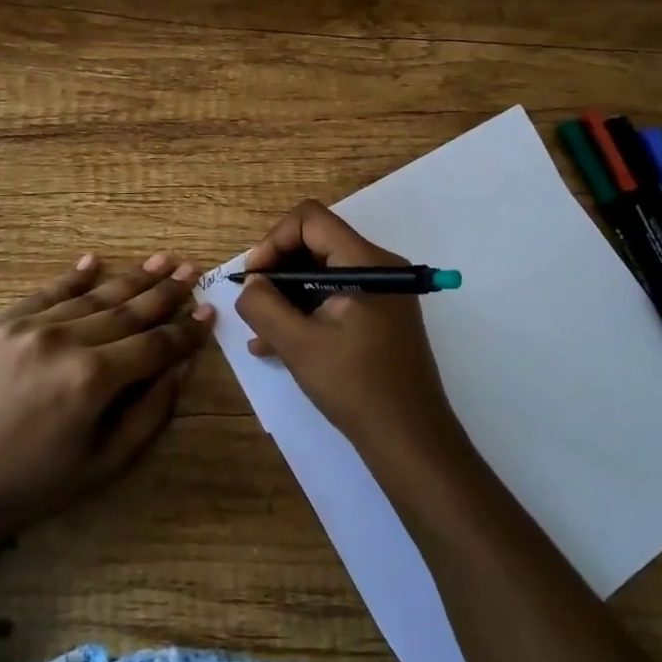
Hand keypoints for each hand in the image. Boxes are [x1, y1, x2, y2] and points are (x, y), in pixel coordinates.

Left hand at [0, 252, 213, 539]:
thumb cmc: (33, 486)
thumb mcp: (105, 464)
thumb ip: (151, 412)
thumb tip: (183, 366)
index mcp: (94, 379)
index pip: (155, 344)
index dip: (185, 330)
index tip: (208, 311)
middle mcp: (65, 341)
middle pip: (128, 310)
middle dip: (164, 291)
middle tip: (191, 270)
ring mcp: (28, 327)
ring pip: (92, 296)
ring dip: (129, 279)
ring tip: (159, 261)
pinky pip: (45, 293)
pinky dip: (72, 277)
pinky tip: (94, 262)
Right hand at [234, 201, 465, 464]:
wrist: (411, 441)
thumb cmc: (356, 387)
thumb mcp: (299, 345)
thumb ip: (265, 307)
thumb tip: (250, 284)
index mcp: (365, 262)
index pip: (311, 220)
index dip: (274, 240)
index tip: (253, 277)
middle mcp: (378, 267)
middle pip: (316, 243)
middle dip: (278, 269)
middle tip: (252, 302)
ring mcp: (382, 294)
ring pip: (322, 273)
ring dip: (287, 295)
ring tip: (258, 330)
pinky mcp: (379, 318)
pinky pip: (334, 297)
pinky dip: (306, 312)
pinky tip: (275, 344)